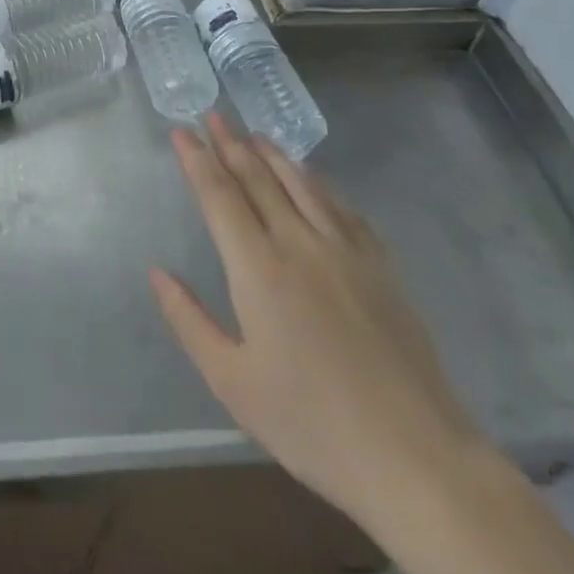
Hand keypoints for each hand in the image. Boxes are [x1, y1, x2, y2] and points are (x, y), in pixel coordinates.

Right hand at [151, 117, 485, 530]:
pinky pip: (342, 207)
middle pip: (258, 178)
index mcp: (258, 268)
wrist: (416, 459)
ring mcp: (346, 251)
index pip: (219, 196)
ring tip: (254, 134)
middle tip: (213, 115)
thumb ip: (190, 321)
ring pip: (302, 184)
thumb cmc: (313, 424)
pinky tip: (312, 178)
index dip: (197, 159)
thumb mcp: (233, 384)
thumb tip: (157, 273)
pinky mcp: (381, 267)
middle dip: (231, 143)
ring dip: (273, 154)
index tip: (180, 130)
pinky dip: (318, 182)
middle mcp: (300, 244)